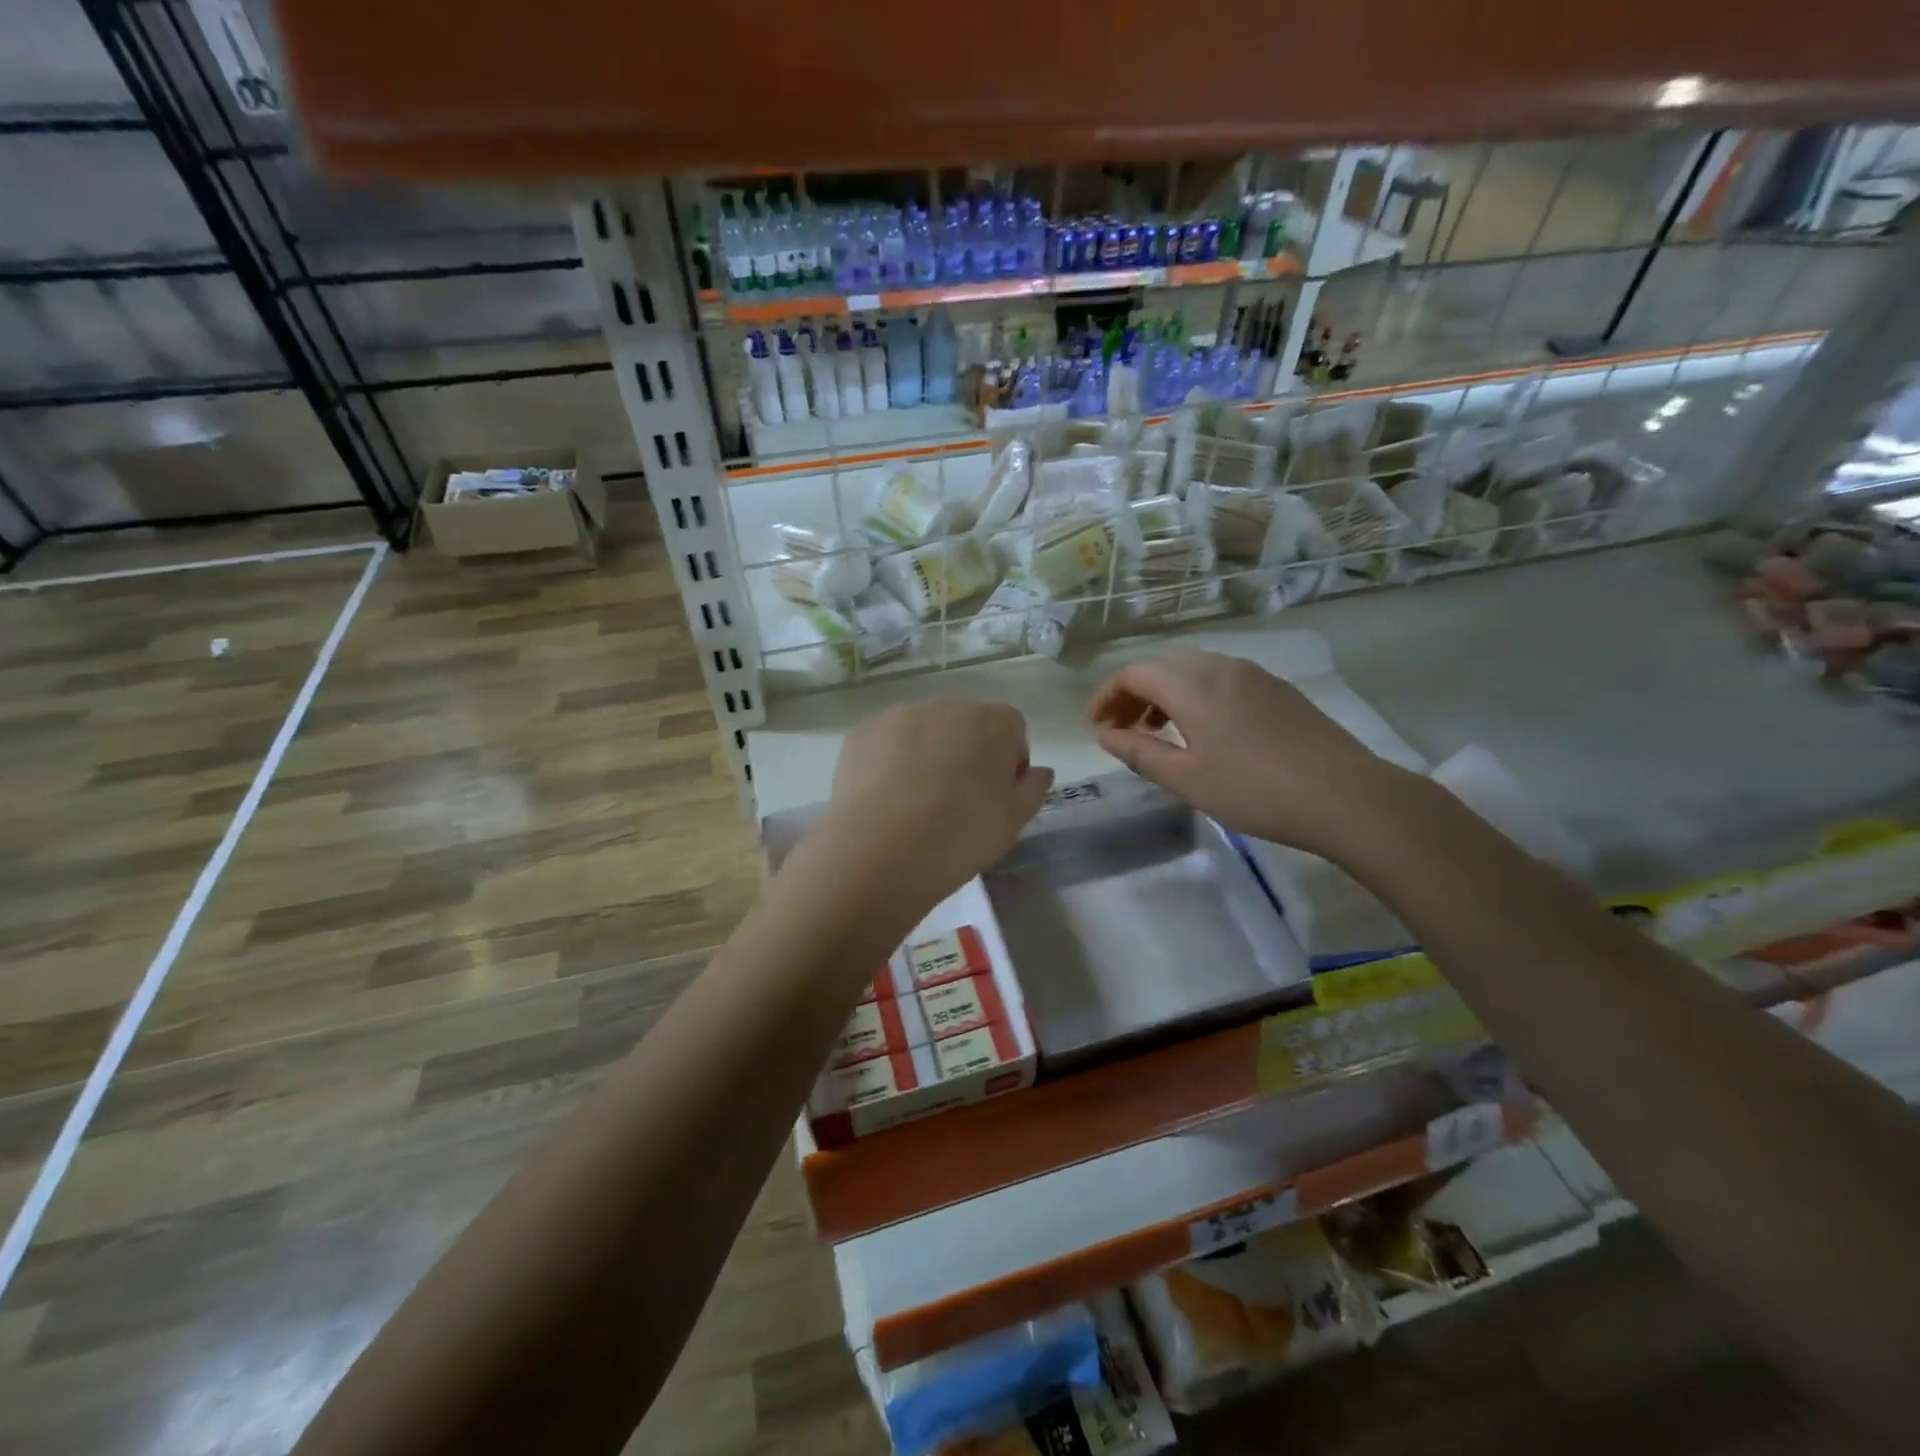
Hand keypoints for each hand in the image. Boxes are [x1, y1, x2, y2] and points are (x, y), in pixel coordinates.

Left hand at [812, 699, 1053, 916]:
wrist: (878, 853)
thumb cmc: (959, 837)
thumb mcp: (1013, 822)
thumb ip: (1032, 788)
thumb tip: (1037, 771)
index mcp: (992, 722)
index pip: (1012, 729)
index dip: (1008, 762)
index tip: (996, 797)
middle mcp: (947, 707)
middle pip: (966, 725)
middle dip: (966, 753)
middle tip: (956, 802)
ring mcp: (899, 716)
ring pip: (924, 732)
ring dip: (927, 755)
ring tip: (916, 803)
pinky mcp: (861, 733)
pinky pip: (887, 744)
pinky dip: (890, 763)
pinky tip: (886, 800)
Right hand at [1089, 649, 1409, 857]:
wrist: (1345, 796)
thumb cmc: (1254, 790)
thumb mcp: (1186, 779)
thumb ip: (1139, 752)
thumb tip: (1104, 735)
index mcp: (1193, 685)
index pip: (1134, 673)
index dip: (1107, 695)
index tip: (1096, 725)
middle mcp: (1221, 667)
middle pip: (1163, 665)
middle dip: (1134, 692)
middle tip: (1122, 728)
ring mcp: (1254, 675)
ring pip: (1194, 669)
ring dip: (1165, 693)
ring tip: (1157, 730)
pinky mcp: (1277, 690)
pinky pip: (1221, 678)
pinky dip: (1195, 695)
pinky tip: (1203, 731)